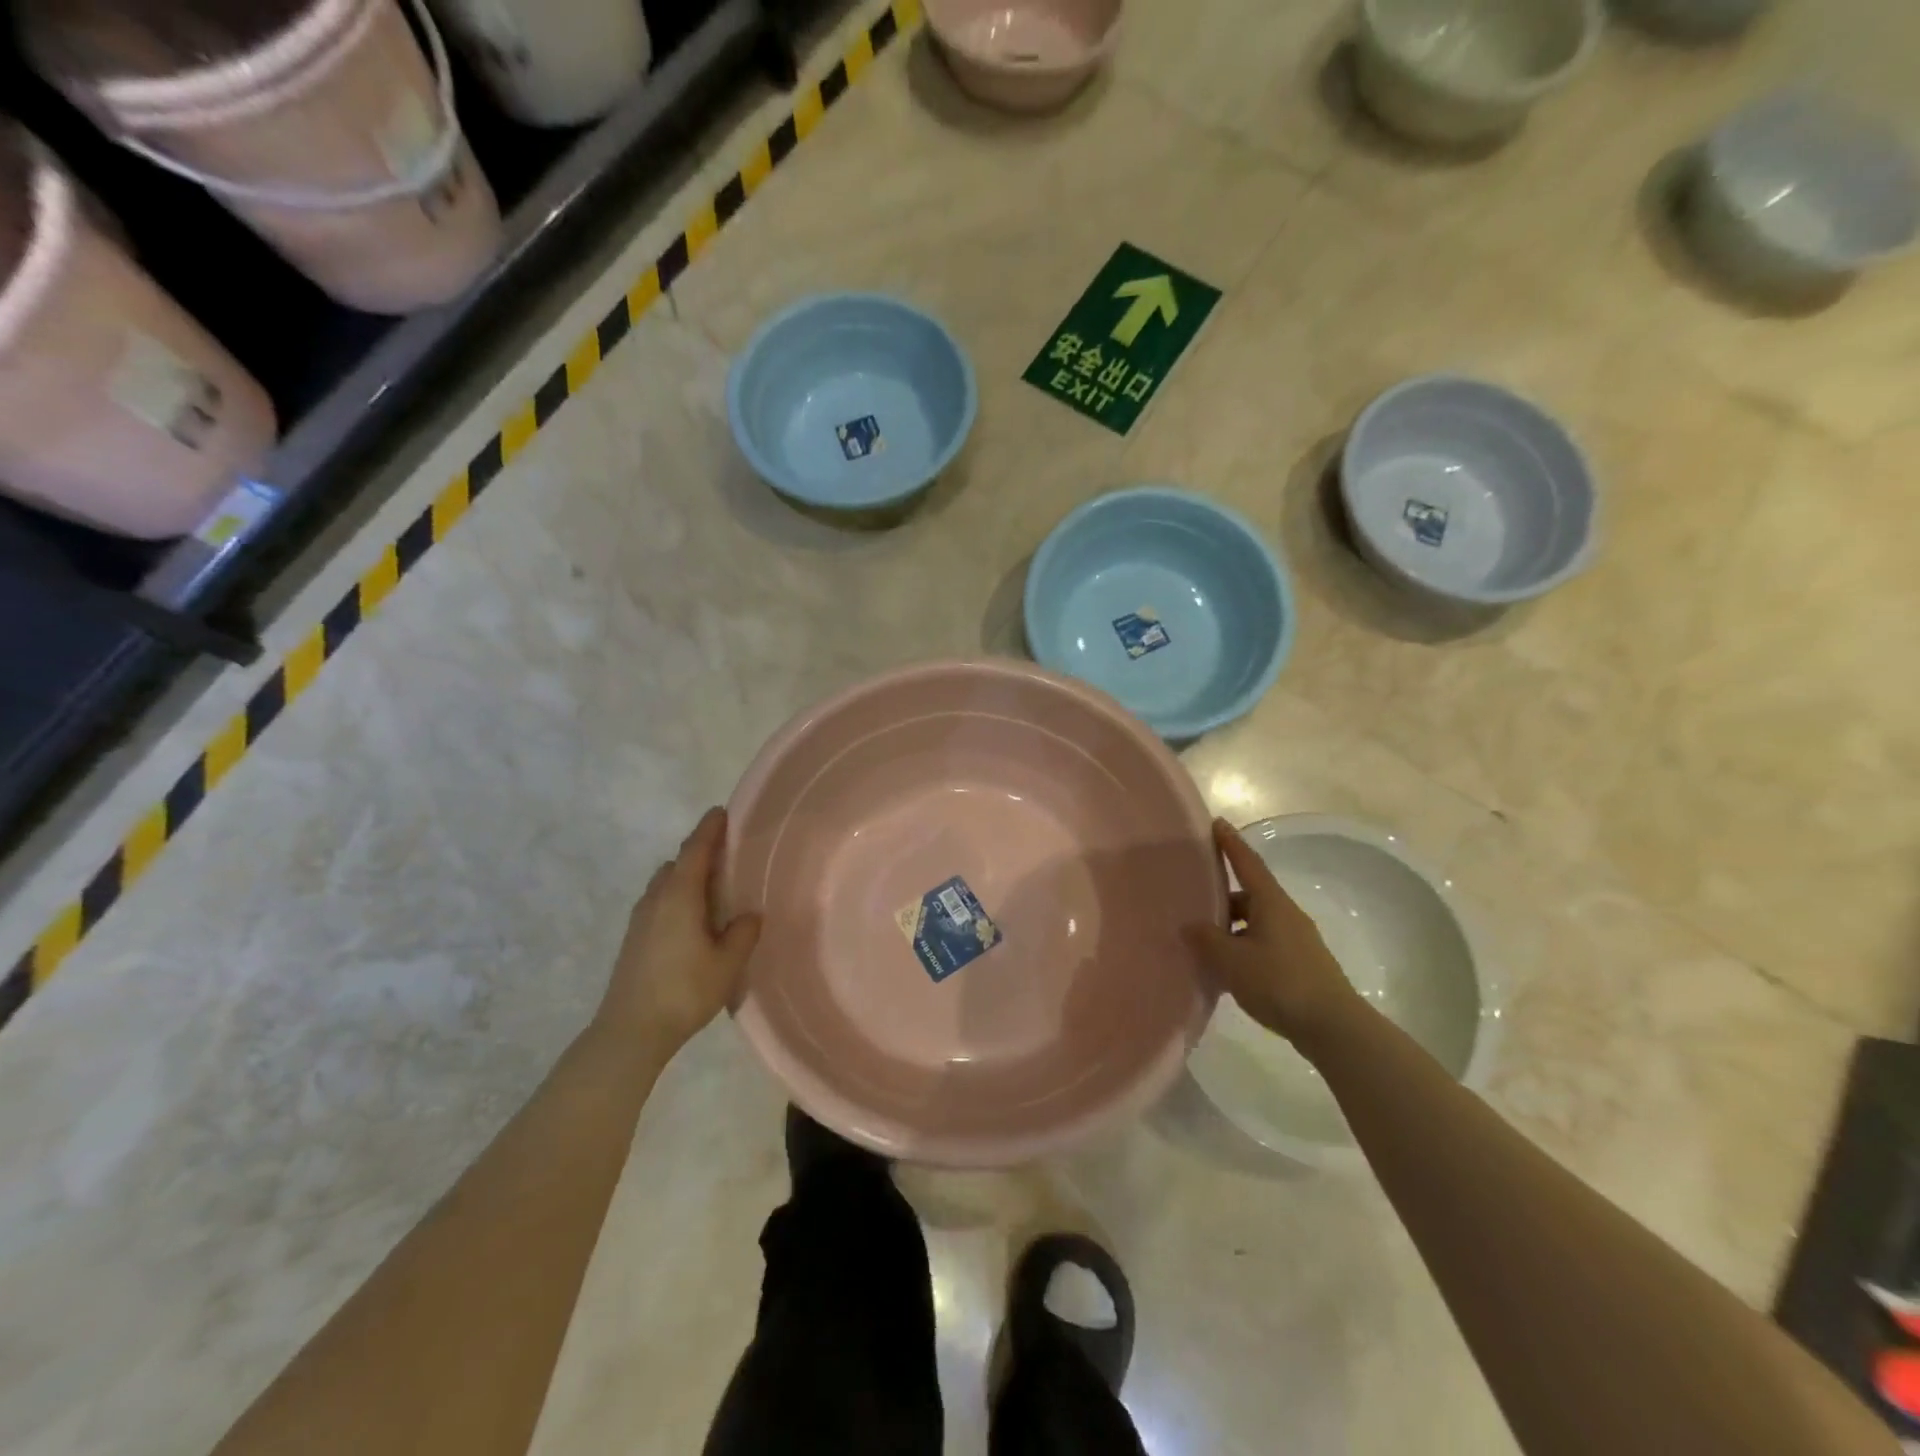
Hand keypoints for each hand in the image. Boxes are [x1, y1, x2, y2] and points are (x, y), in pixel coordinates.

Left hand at [597, 809, 761, 1051]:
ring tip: (712, 888)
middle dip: (699, 853)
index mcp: (680, 895)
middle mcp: (656, 898)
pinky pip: (658, 902)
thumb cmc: (684, 991)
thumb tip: (750, 914)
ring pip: (664, 883)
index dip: (709, 829)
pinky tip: (692, 919)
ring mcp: (640, 919)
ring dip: (685, 876)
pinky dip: (676, 896)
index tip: (721, 811)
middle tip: (727, 853)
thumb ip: (742, 933)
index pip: (695, 850)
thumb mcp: (727, 963)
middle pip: (677, 863)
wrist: (629, 1031)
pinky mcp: (633, 938)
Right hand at [1185, 819, 1365, 1053]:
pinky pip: (1264, 943)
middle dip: (1223, 895)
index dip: (1230, 843)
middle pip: (1250, 894)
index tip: (1217, 822)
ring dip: (1232, 926)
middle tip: (1194, 898)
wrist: (1333, 1027)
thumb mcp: (1232, 960)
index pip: (1247, 863)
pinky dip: (1243, 947)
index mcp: (1271, 903)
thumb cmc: (1279, 982)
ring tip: (1205, 941)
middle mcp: (1286, 914)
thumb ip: (1206, 939)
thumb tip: (1189, 925)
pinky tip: (1228, 967)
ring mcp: (1297, 940)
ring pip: (1256, 922)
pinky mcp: (1300, 964)